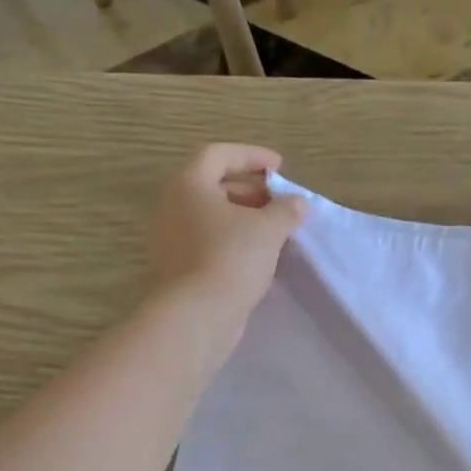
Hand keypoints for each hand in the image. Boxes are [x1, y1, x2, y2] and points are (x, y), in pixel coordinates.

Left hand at [149, 144, 306, 316]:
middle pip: (214, 187)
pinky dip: (235, 245)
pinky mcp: (180, 269)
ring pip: (213, 220)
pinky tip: (261, 260)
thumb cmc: (231, 258)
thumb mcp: (268, 229)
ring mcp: (173, 241)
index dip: (252, 156)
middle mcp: (174, 207)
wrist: (197, 315)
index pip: (219, 155)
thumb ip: (286, 210)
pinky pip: (210, 245)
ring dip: (245, 221)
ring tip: (276, 233)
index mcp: (189, 185)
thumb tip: (297, 203)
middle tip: (281, 204)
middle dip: (252, 192)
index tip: (280, 168)